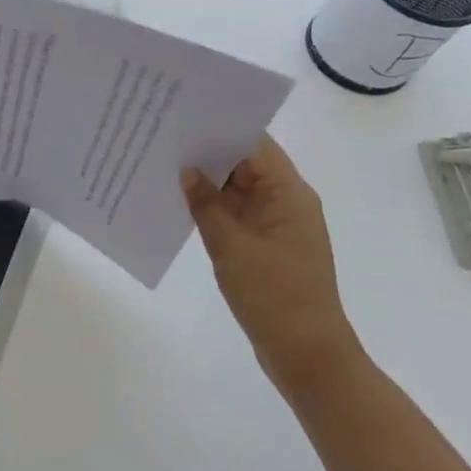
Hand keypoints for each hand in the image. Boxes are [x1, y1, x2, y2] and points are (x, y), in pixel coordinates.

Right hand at [181, 135, 363, 396]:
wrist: (306, 354)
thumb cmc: (273, 295)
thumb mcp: (231, 246)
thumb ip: (206, 203)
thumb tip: (186, 170)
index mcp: (289, 193)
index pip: (255, 144)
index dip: (221, 127)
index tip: (184, 116)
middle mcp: (287, 201)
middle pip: (246, 163)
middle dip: (208, 151)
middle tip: (164, 137)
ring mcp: (277, 224)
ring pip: (239, 189)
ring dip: (208, 180)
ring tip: (164, 164)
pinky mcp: (266, 245)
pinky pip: (237, 213)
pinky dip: (213, 206)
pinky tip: (181, 202)